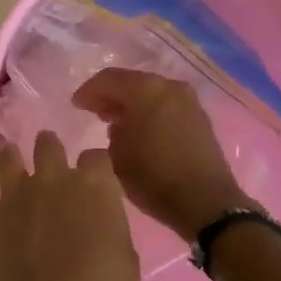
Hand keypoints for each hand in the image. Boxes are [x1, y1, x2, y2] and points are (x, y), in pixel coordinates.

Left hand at [0, 131, 140, 280]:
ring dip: (13, 159)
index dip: (97, 167)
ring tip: (15, 164)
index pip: (97, 156)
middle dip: (51, 148)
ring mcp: (16, 198)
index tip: (99, 179)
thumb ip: (111, 236)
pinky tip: (5, 231)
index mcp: (94, 187)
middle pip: (48, 144)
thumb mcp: (126, 266)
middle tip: (54, 161)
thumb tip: (100, 232)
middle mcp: (53, 181)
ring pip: (8, 159)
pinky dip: (1, 215)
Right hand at [72, 68, 251, 239]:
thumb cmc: (154, 177)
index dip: (89, 91)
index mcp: (146, 90)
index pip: (109, 79)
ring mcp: (188, 101)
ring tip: (114, 124)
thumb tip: (117, 124)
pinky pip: (166, 106)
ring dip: (131, 105)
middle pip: (132, 83)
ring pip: (151, 94)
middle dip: (111, 96)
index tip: (75, 105)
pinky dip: (150, 112)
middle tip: (93, 112)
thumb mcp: (117, 156)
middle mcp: (169, 87)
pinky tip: (140, 131)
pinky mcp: (199, 118)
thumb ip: (112, 132)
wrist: (205, 201)